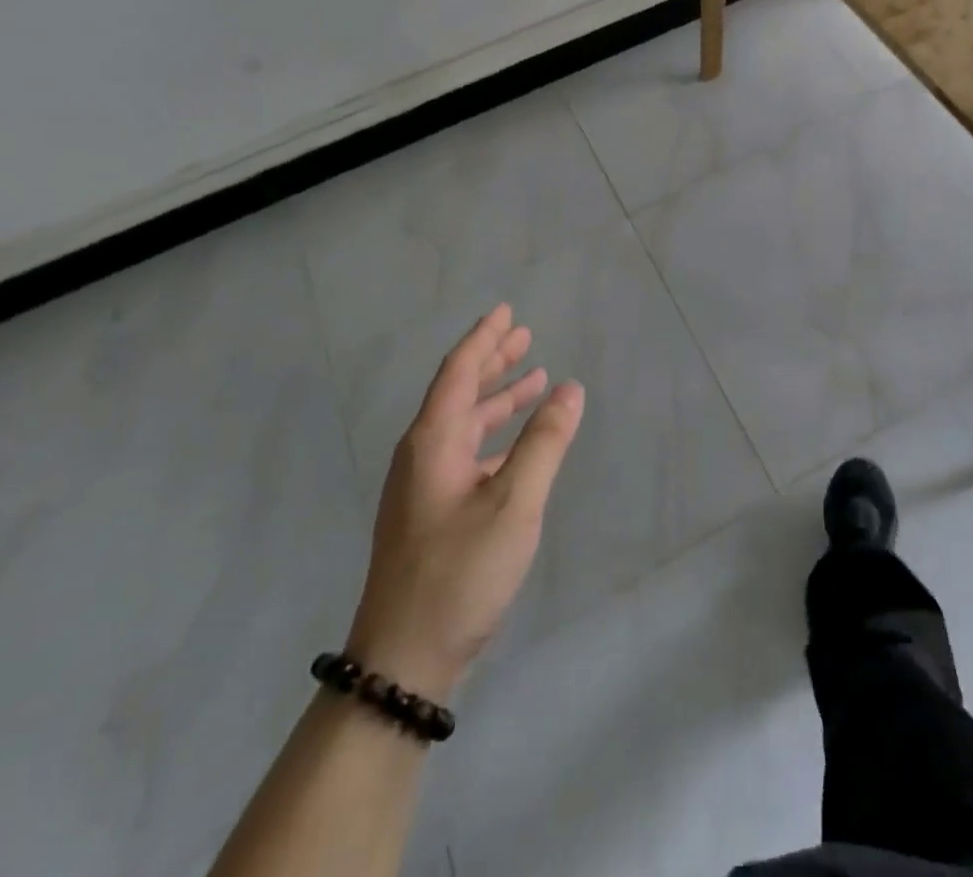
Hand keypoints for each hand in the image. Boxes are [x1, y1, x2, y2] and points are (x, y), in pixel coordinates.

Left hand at [346, 305, 583, 700]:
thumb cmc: (459, 573)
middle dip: (493, 361)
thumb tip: (570, 389)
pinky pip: (467, 452)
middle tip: (525, 334)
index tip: (506, 311)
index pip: (459, 372)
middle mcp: (423, 455)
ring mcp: (424, 487)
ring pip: (464, 424)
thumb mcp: (514, 504)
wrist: (402, 662)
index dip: (484, 338)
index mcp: (433, 442)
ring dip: (498, 397)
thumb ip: (544, 443)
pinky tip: (519, 442)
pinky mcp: (431, 513)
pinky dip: (496, 434)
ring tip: (533, 378)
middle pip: (459, 392)